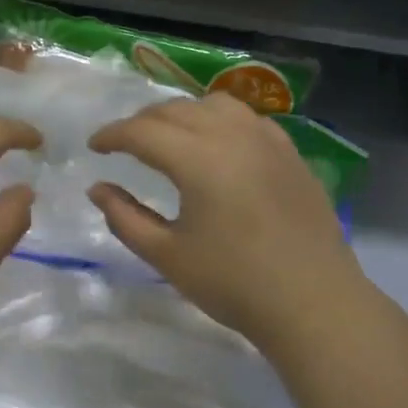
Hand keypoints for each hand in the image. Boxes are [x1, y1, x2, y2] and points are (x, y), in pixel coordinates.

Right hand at [88, 94, 363, 349]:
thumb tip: (98, 189)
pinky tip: (217, 144)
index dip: (112, 135)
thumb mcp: (167, 255)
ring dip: (182, 114)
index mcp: (198, 159)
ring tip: (168, 136)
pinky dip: (220, 120)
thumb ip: (125, 218)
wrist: (314, 303)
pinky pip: (247, 118)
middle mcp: (232, 135)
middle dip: (142, 121)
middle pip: (175, 110)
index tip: (94, 146)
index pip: (142, 131)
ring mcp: (267, 140)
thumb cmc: (233, 284)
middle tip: (123, 143)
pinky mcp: (291, 153)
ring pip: (213, 105)